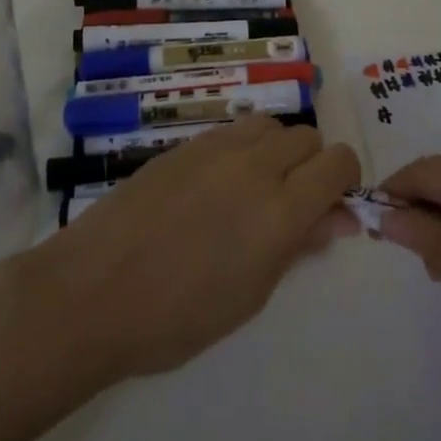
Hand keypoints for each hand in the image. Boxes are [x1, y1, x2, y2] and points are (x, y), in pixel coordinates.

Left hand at [25, 118, 360, 382]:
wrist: (95, 290)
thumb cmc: (177, 316)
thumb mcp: (250, 294)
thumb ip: (297, 246)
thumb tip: (335, 219)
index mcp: (279, 209)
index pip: (337, 163)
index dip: (345, 179)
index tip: (334, 204)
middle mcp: (254, 165)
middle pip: (306, 137)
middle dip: (312, 165)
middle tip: (292, 204)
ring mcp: (216, 148)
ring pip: (269, 124)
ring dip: (276, 150)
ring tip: (254, 189)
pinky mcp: (184, 144)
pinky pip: (232, 131)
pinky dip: (242, 148)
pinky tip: (216, 185)